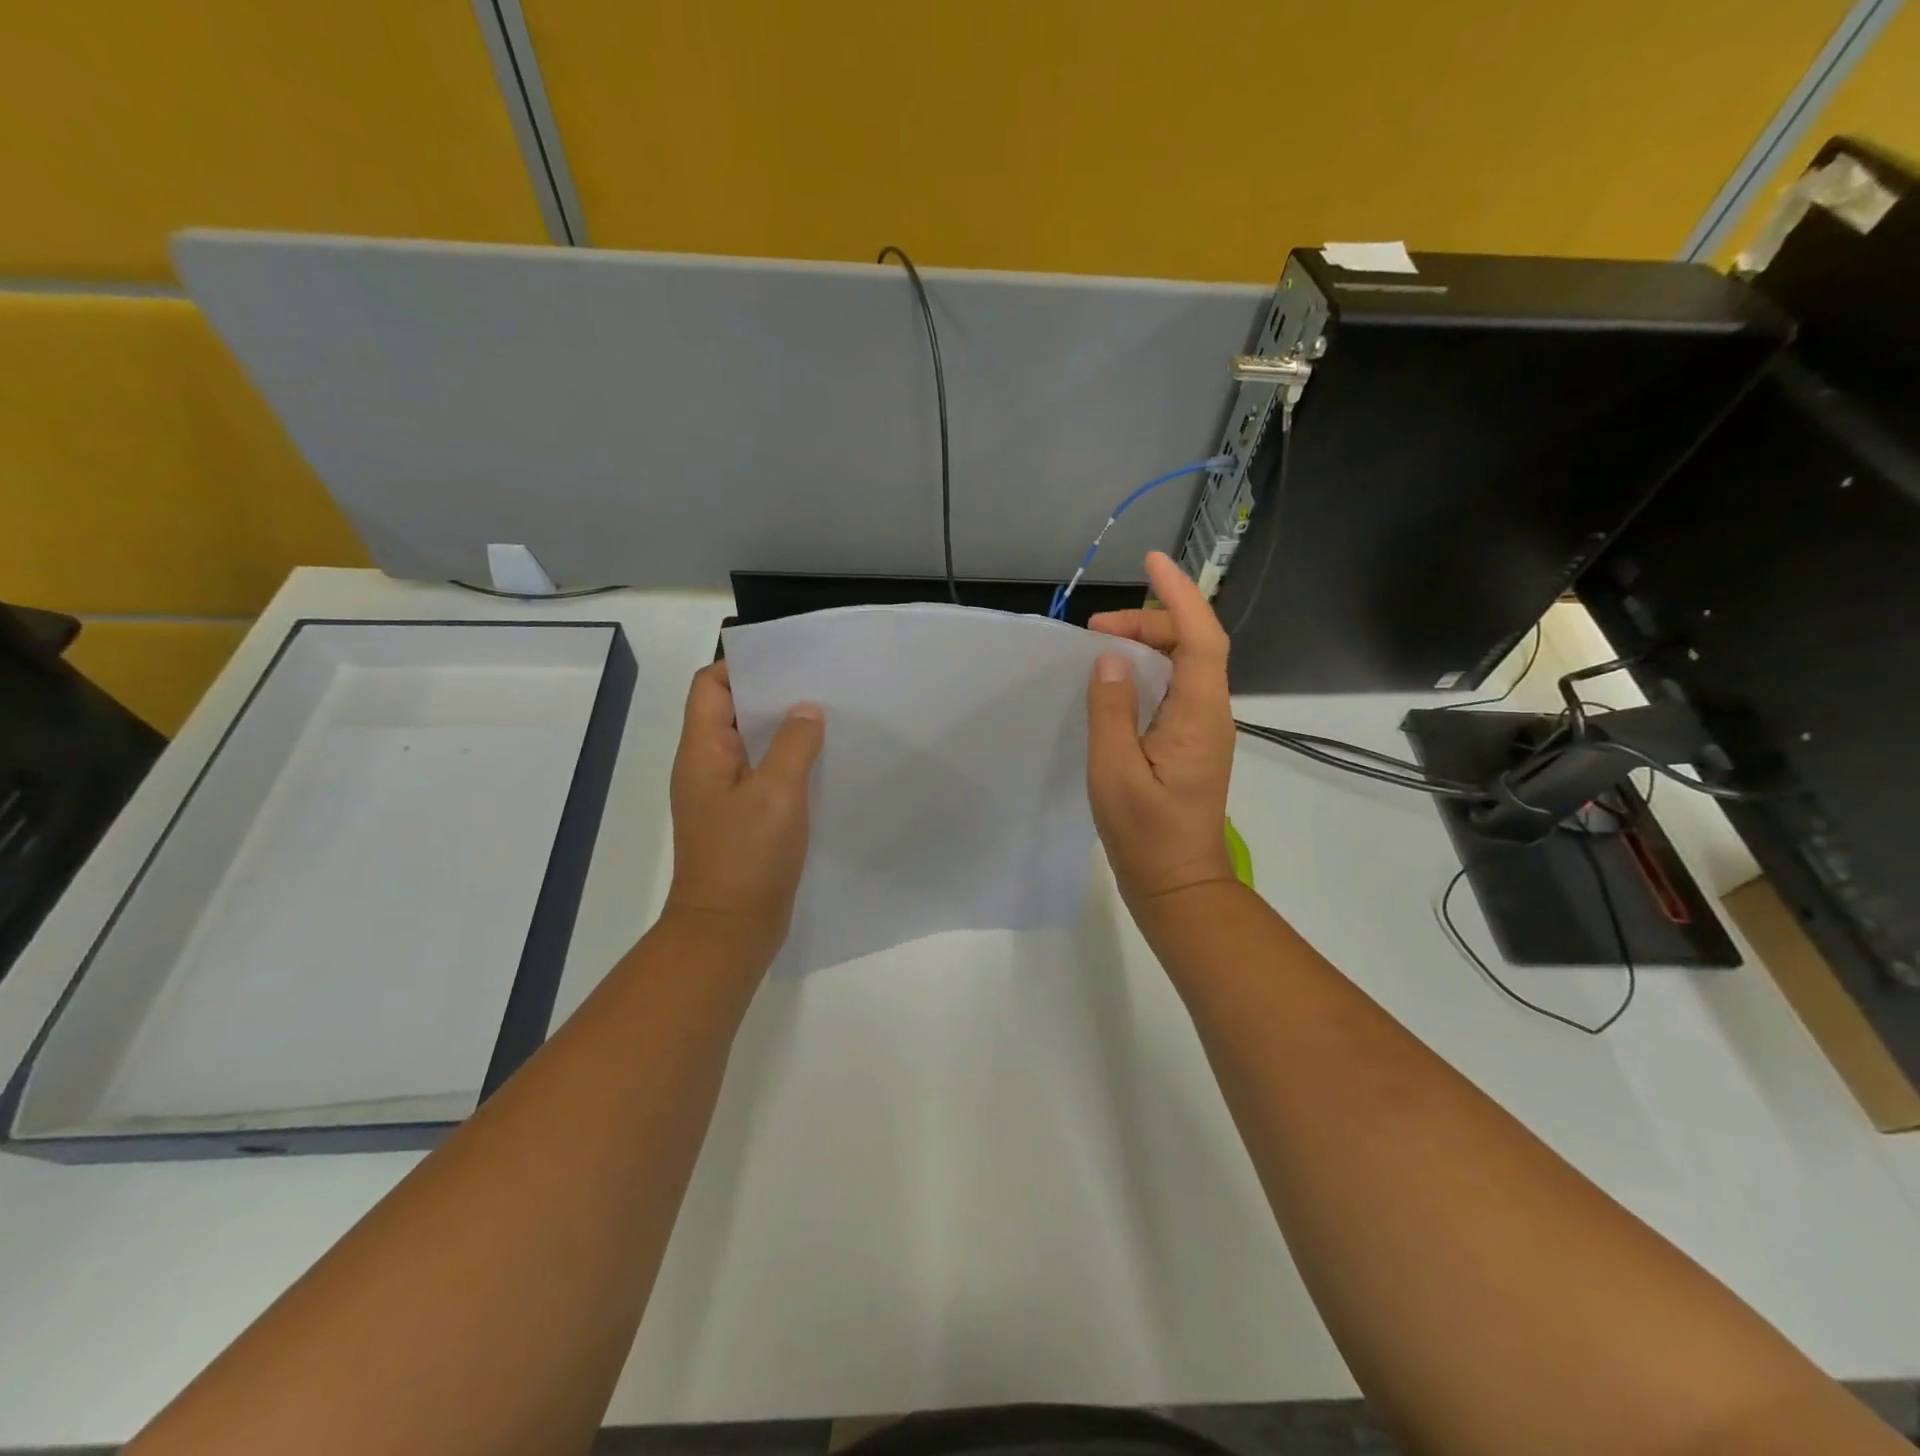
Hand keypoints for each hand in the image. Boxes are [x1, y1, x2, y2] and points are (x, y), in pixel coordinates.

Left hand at [663, 661, 824, 970]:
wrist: (729, 929)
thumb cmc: (747, 856)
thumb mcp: (777, 792)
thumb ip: (793, 744)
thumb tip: (806, 710)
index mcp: (702, 751)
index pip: (711, 686)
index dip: (744, 666)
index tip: (790, 660)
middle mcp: (706, 766)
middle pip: (732, 711)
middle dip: (773, 695)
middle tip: (820, 685)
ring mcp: (723, 794)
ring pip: (751, 745)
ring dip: (783, 730)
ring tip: (828, 717)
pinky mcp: (742, 818)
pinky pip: (763, 775)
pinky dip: (788, 763)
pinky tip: (822, 763)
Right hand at [1086, 551, 1237, 908]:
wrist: (1178, 885)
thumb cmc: (1145, 835)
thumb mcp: (1114, 773)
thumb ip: (1111, 711)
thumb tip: (1109, 658)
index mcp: (1199, 715)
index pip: (1200, 636)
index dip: (1180, 594)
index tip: (1152, 561)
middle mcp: (1211, 714)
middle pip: (1194, 644)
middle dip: (1151, 620)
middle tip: (1096, 628)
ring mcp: (1204, 729)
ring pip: (1186, 665)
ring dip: (1148, 644)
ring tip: (1101, 645)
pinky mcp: (1191, 744)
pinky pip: (1176, 689)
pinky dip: (1149, 670)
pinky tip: (1118, 681)